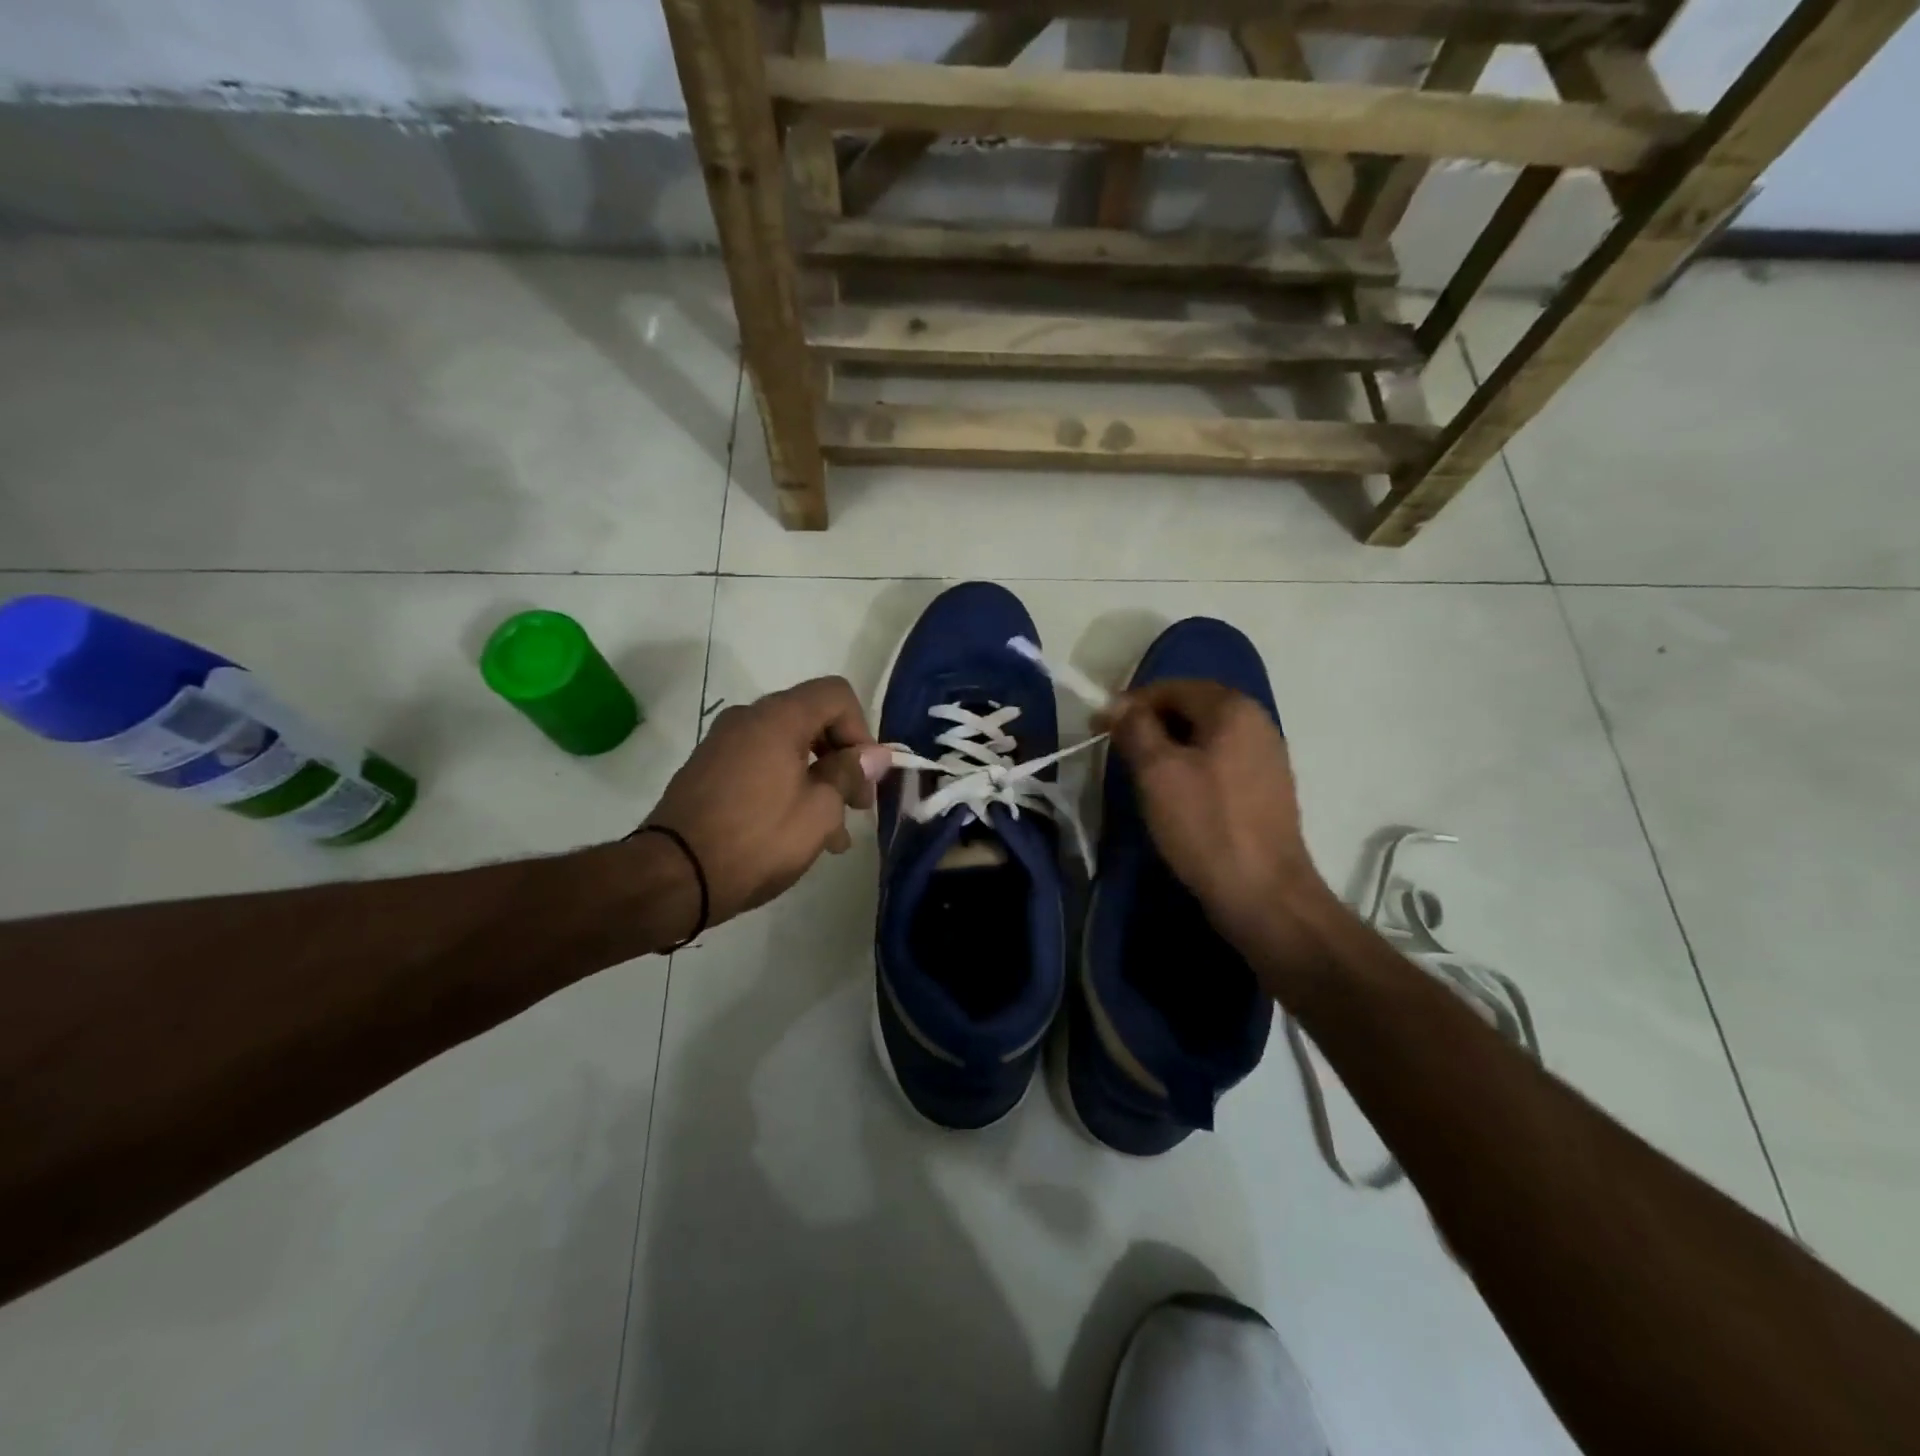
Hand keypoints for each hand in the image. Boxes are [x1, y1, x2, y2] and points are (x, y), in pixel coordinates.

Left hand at [645, 677, 891, 925]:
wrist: (673, 876)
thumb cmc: (757, 839)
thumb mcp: (819, 811)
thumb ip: (849, 774)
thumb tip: (874, 754)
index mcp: (778, 718)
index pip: (836, 695)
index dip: (862, 731)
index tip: (866, 776)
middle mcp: (748, 719)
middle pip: (812, 719)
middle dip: (842, 760)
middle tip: (856, 805)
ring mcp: (723, 744)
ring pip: (788, 748)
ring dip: (817, 781)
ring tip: (832, 834)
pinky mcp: (708, 770)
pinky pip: (761, 765)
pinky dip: (787, 787)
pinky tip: (797, 832)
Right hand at [1099, 680, 1331, 947]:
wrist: (1264, 894)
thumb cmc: (1205, 825)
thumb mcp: (1157, 772)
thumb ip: (1135, 728)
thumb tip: (1116, 704)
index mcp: (1233, 709)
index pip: (1172, 687)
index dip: (1130, 703)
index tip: (1099, 729)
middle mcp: (1257, 723)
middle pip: (1192, 708)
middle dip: (1150, 724)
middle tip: (1118, 752)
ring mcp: (1267, 757)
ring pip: (1205, 737)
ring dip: (1169, 748)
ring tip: (1141, 775)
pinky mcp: (1267, 789)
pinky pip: (1220, 762)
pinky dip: (1192, 768)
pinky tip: (1175, 796)